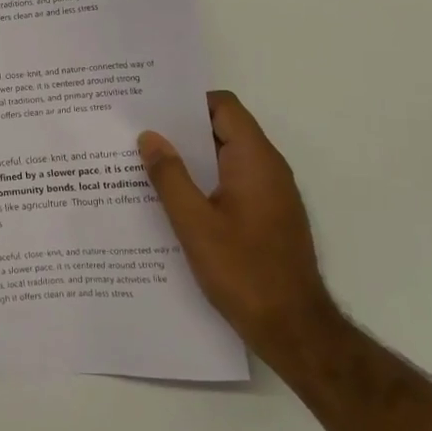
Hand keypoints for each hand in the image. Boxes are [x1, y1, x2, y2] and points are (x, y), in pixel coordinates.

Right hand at [138, 91, 340, 357]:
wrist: (293, 328)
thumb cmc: (243, 271)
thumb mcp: (194, 224)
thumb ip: (169, 176)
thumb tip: (149, 136)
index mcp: (254, 160)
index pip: (223, 107)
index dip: (187, 102)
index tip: (150, 108)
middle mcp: (267, 168)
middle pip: (223, 129)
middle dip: (181, 129)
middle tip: (137, 135)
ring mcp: (270, 194)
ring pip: (225, 158)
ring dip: (190, 159)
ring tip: (145, 165)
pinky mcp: (267, 216)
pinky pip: (231, 182)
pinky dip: (203, 182)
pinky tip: (171, 201)